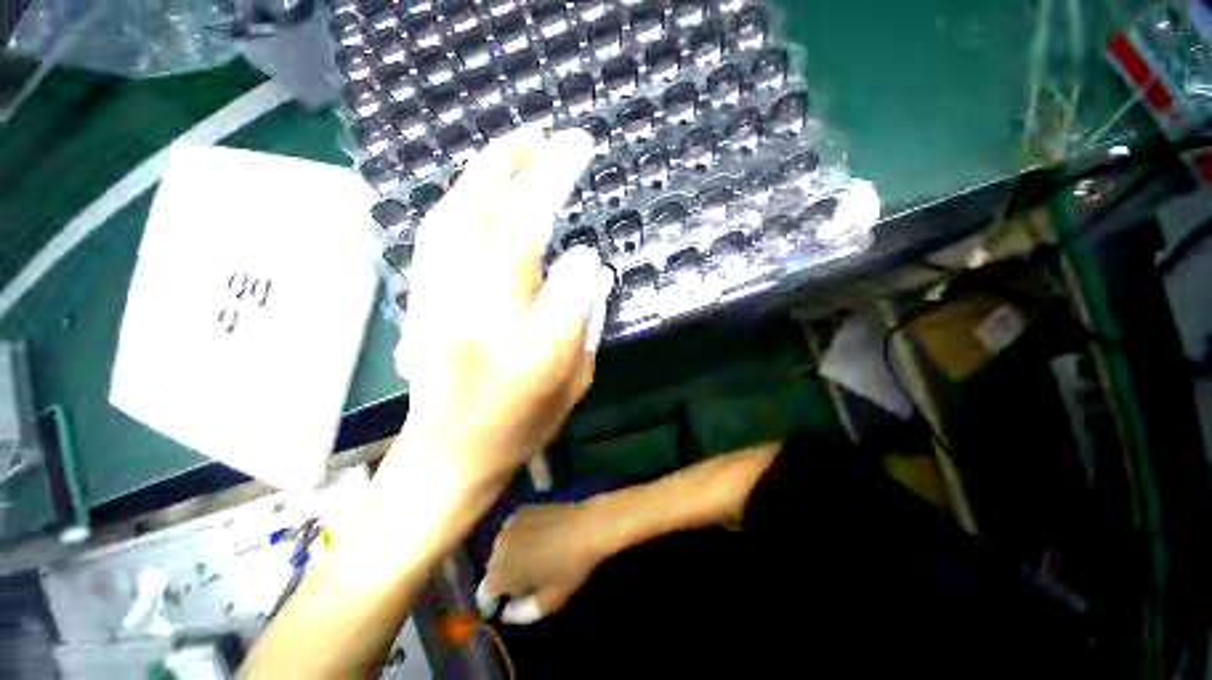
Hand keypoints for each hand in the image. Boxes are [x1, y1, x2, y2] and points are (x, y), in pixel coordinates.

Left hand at [392, 128, 612, 494]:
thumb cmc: (520, 426)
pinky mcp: (422, 298)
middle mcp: (478, 313)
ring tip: (518, 141)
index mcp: (529, 345)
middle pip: (501, 223)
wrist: (448, 455)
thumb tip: (591, 266)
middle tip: (555, 136)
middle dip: (530, 170)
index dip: (572, 223)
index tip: (586, 191)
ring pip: (458, 215)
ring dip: (490, 170)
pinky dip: (461, 197)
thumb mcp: (574, 383)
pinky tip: (481, 183)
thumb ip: (586, 321)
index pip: (559, 269)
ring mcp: (440, 300)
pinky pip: (438, 231)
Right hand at [477, 501, 615, 623]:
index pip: (484, 594)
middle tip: (524, 580)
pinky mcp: (521, 510)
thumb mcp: (550, 600)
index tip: (504, 605)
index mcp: (501, 574)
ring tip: (531, 558)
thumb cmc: (569, 567)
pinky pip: (512, 529)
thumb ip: (523, 612)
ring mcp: (509, 525)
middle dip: (504, 577)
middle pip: (493, 569)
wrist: (586, 526)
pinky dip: (518, 536)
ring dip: (510, 555)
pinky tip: (537, 537)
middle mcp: (498, 548)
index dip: (493, 602)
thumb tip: (506, 613)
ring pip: (501, 548)